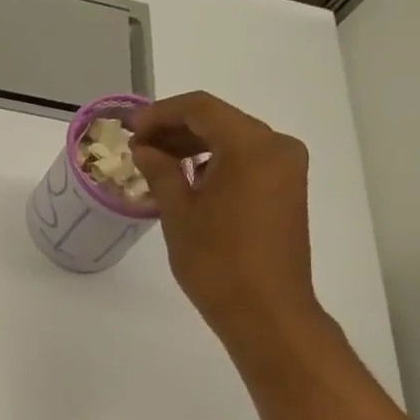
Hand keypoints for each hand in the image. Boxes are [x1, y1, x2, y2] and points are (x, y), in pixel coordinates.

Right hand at [130, 92, 325, 354]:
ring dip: (195, 146)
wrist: (266, 311)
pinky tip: (189, 180)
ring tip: (157, 164)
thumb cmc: (216, 262)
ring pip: (234, 140)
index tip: (131, 129)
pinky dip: (217, 163)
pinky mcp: (288, 190)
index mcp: (251, 145)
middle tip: (139, 146)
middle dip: (177, 129)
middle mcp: (277, 146)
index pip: (200, 108)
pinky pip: (248, 161)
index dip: (160, 113)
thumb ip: (160, 171)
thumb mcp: (178, 213)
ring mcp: (287, 168)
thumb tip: (145, 148)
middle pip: (220, 120)